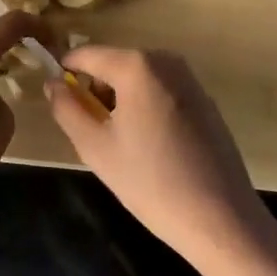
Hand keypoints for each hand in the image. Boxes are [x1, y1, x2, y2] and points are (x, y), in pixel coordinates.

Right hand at [47, 46, 269, 270]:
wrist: (222, 221)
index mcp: (136, 65)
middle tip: (95, 133)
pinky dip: (146, 107)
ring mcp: (189, 78)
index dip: (65, 74)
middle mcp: (164, 60)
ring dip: (121, 100)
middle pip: (112, 64)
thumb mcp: (95, 148)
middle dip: (96, 90)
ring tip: (124, 144)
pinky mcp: (205, 99)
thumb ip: (66, 109)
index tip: (59, 102)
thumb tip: (53, 83)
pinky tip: (153, 147)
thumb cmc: (151, 182)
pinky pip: (160, 90)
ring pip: (137, 78)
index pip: (85, 54)